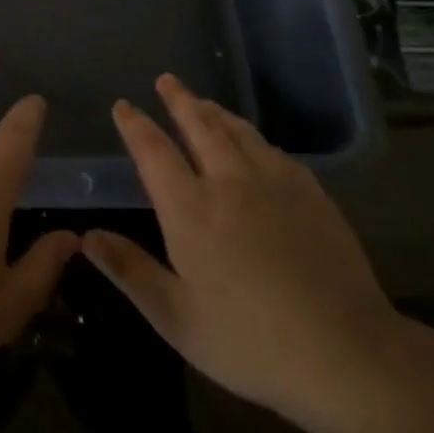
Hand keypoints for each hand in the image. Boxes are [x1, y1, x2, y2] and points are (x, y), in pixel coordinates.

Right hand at [82, 75, 404, 427]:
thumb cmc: (250, 342)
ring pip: (238, 131)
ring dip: (215, 111)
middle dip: (179, 100)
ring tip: (203, 101)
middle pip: (199, 125)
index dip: (135, 125)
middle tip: (167, 80)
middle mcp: (229, 182)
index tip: (123, 106)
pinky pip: (272, 150)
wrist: (346, 352)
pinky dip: (251, 136)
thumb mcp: (176, 317)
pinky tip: (254, 143)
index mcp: (191, 209)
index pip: (154, 151)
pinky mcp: (310, 193)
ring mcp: (274, 183)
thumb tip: (87, 235)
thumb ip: (130, 270)